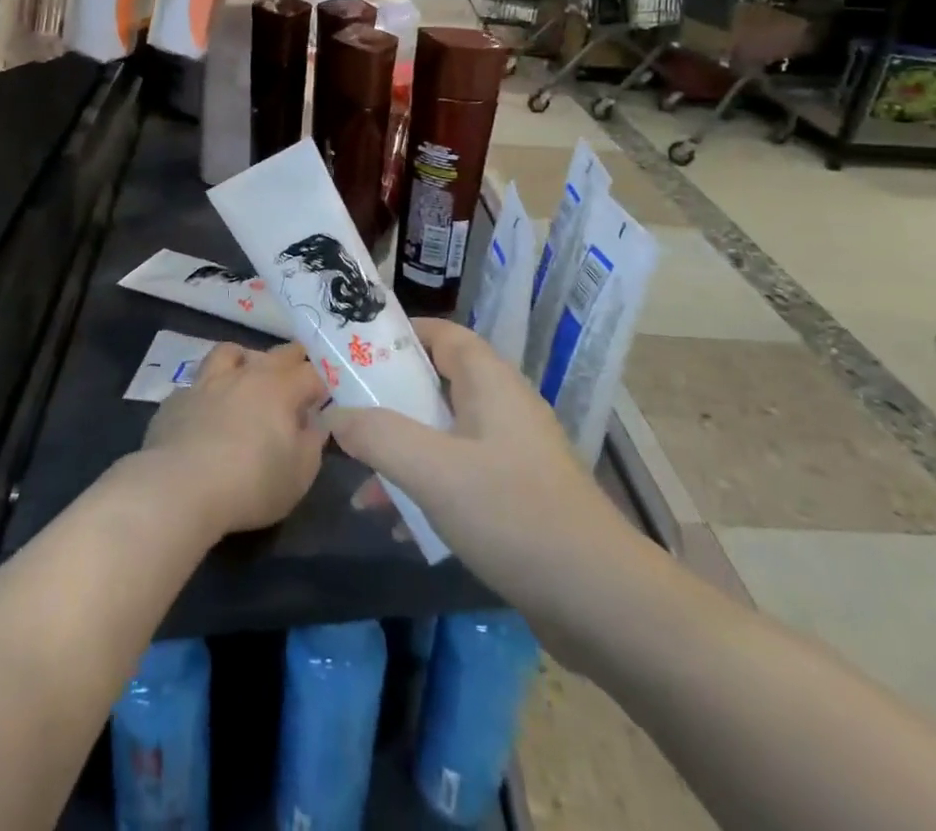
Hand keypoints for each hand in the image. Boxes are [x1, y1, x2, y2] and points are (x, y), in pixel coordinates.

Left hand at [141, 341, 327, 537]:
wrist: (179, 488)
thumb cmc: (251, 483)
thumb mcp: (299, 474)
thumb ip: (312, 443)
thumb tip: (315, 423)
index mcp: (279, 389)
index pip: (310, 374)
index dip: (321, 384)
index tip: (323, 398)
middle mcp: (245, 375)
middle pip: (276, 354)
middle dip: (293, 358)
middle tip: (298, 369)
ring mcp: (207, 383)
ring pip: (229, 352)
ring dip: (244, 358)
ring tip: (247, 373)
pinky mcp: (177, 400)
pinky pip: (197, 384)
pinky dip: (208, 391)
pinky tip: (206, 410)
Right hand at [329, 319, 627, 598]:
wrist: (601, 601)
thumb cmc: (514, 514)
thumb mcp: (434, 471)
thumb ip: (378, 436)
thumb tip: (334, 416)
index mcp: (490, 382)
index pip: (441, 334)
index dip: (398, 335)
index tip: (353, 350)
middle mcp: (502, 407)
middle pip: (436, 385)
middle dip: (388, 401)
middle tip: (345, 413)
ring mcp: (512, 453)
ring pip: (443, 435)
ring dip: (402, 452)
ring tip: (359, 482)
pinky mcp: (517, 496)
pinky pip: (459, 476)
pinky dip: (427, 489)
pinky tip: (397, 525)